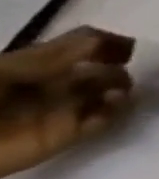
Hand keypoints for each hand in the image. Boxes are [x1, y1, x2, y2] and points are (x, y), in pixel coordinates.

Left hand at [0, 29, 136, 177]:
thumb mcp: (2, 71)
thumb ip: (48, 56)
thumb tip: (98, 42)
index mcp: (38, 65)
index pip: (84, 45)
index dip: (108, 42)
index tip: (126, 48)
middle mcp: (56, 84)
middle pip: (104, 69)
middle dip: (119, 69)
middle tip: (122, 74)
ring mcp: (62, 111)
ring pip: (110, 93)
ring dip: (121, 89)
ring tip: (116, 94)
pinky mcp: (67, 136)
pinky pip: (103, 121)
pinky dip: (114, 112)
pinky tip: (108, 109)